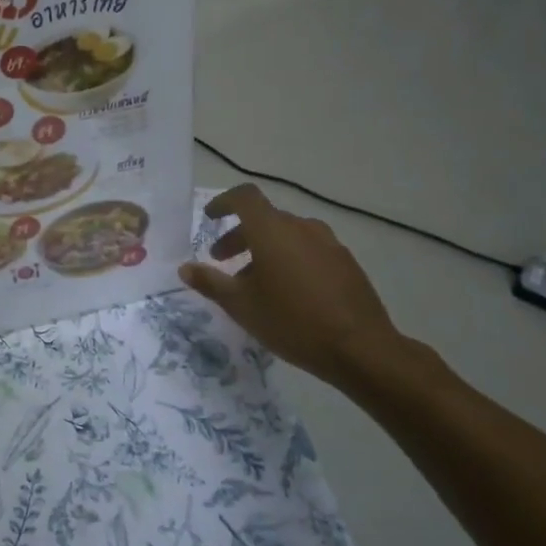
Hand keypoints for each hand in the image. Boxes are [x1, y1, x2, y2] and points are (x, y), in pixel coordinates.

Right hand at [178, 184, 407, 390]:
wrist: (360, 348)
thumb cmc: (291, 321)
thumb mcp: (241, 305)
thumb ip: (210, 282)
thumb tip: (185, 268)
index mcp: (272, 230)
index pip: (245, 197)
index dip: (224, 202)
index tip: (210, 218)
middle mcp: (302, 228)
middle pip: (264, 219)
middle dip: (239, 235)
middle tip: (222, 260)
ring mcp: (329, 244)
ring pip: (287, 235)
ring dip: (265, 249)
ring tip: (254, 282)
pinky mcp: (346, 263)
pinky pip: (309, 250)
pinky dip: (289, 259)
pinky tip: (287, 292)